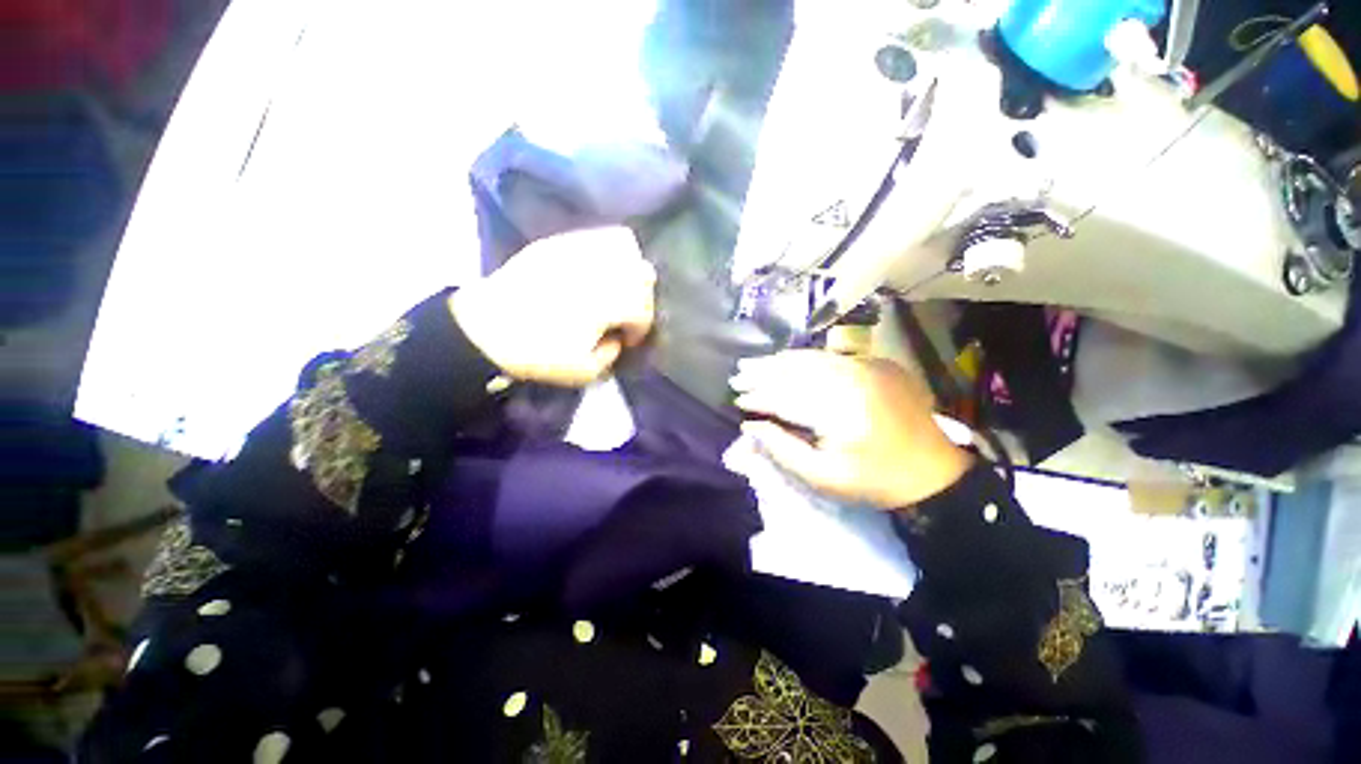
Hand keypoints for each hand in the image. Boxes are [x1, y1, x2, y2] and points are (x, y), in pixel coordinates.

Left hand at [450, 227, 655, 385]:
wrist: (485, 329)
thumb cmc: (538, 354)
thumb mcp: (583, 373)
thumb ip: (611, 355)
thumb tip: (616, 337)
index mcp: (607, 304)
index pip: (642, 310)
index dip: (639, 328)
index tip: (627, 340)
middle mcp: (599, 271)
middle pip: (641, 274)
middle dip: (641, 297)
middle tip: (627, 313)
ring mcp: (578, 251)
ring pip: (624, 246)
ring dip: (629, 269)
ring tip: (617, 286)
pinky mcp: (558, 244)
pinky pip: (596, 236)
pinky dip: (607, 250)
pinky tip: (597, 269)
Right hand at [730, 351, 972, 508]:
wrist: (932, 472)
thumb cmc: (873, 481)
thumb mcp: (822, 478)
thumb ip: (782, 450)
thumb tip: (751, 427)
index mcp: (841, 413)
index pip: (787, 398)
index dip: (759, 398)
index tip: (737, 400)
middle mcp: (854, 381)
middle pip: (797, 370)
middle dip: (763, 372)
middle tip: (738, 375)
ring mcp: (870, 367)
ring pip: (812, 358)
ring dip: (780, 361)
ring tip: (755, 363)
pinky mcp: (879, 363)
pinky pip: (833, 356)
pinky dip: (806, 358)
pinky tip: (789, 360)